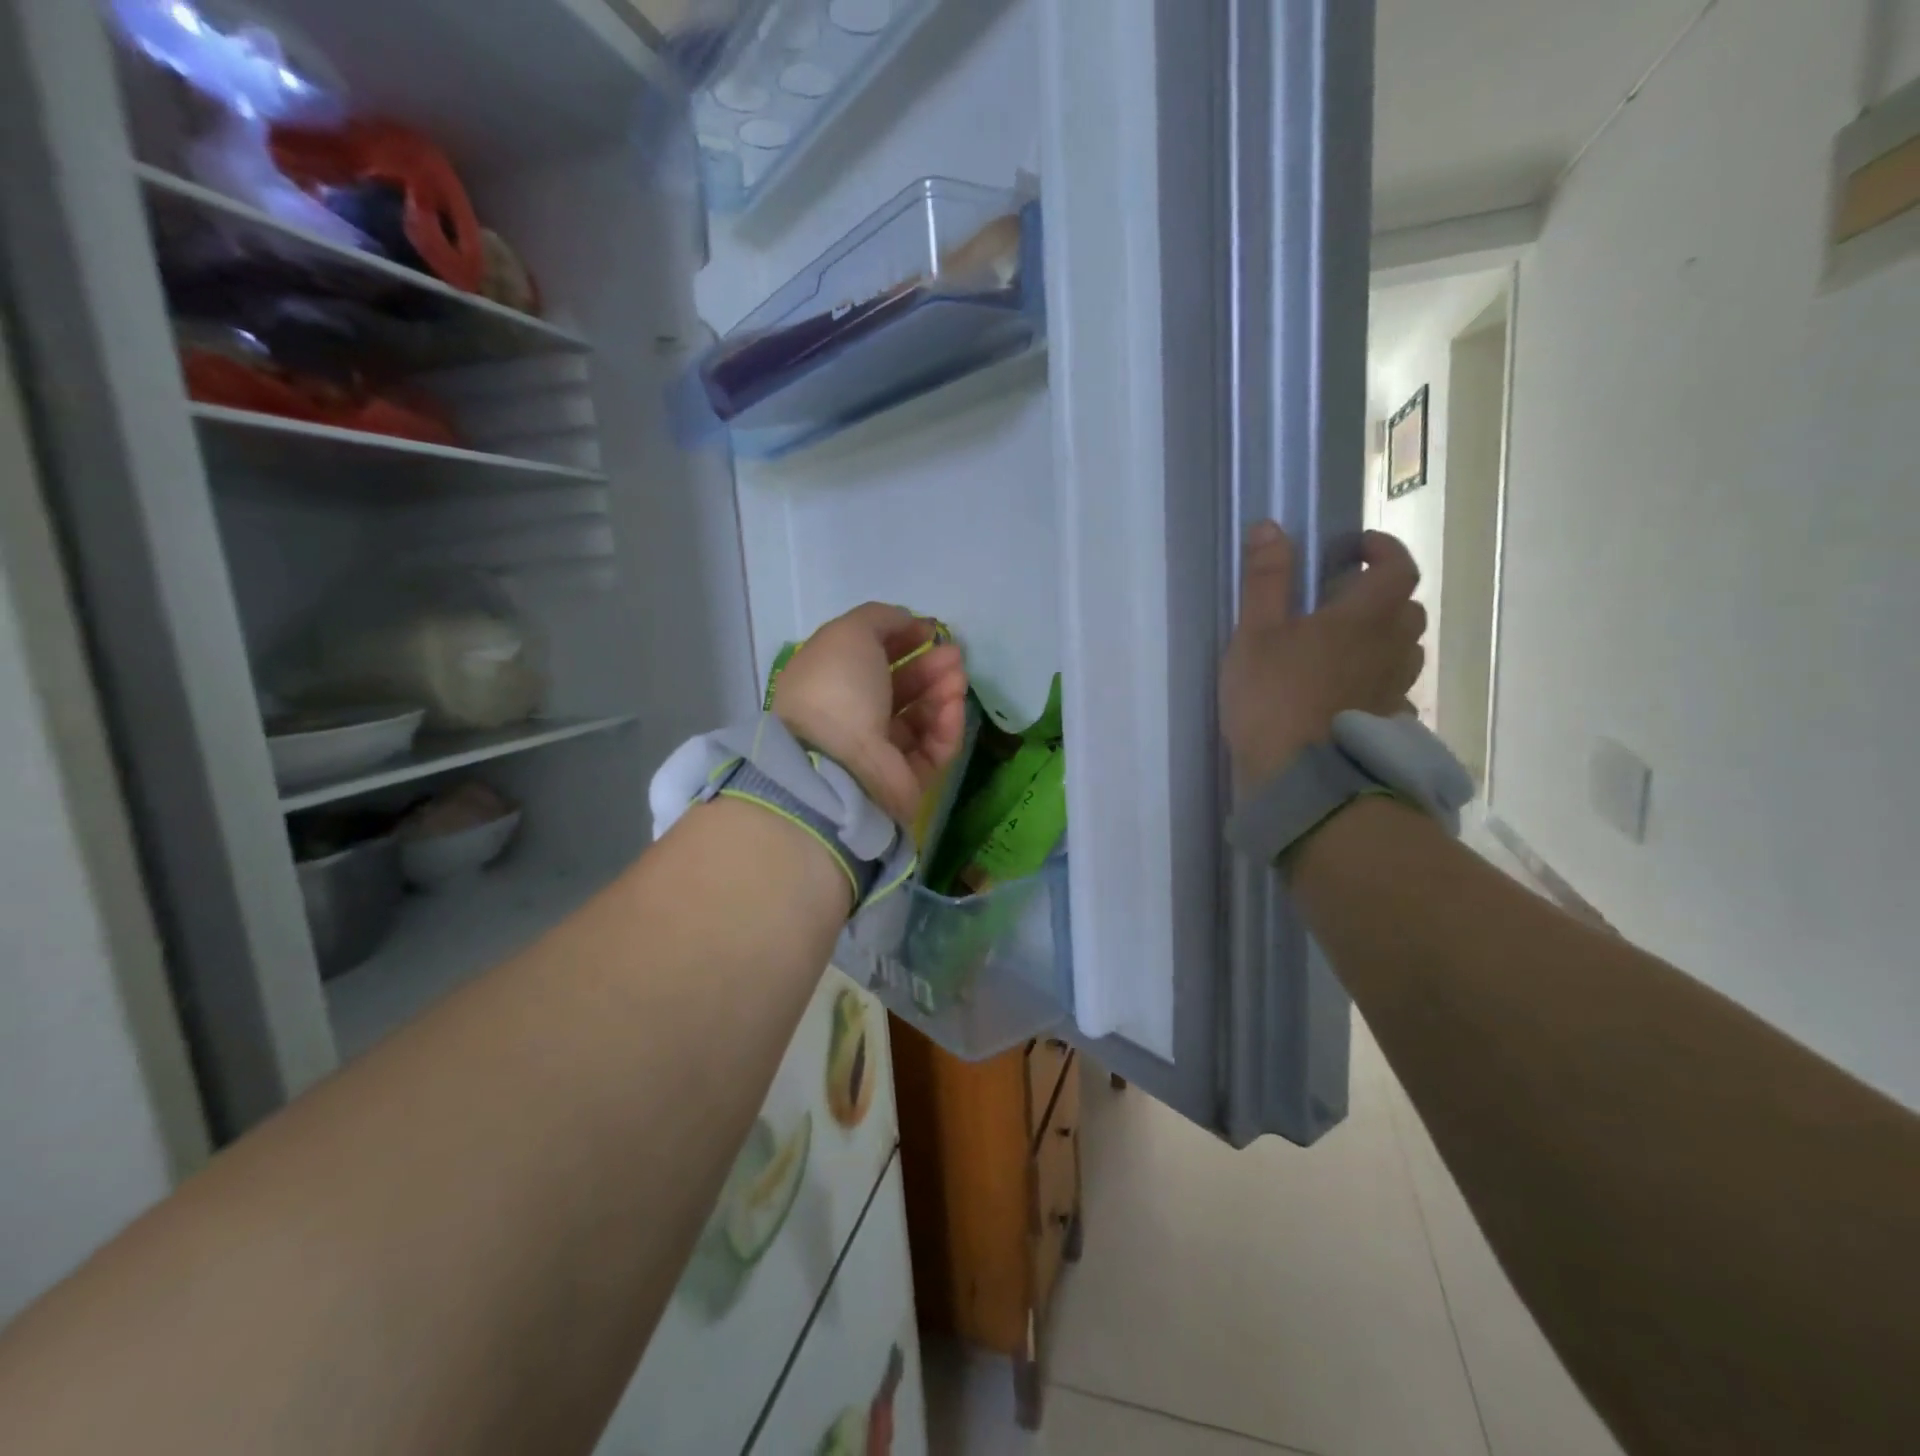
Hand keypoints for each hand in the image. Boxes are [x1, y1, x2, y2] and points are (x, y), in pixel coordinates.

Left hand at [773, 604, 968, 824]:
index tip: (930, 630)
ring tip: (958, 676)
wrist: (837, 764)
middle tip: (954, 654)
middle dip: (929, 666)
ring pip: (920, 718)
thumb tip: (905, 621)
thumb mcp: (850, 633)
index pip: (868, 659)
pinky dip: (946, 725)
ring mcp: (878, 753)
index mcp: (828, 684)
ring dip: (942, 692)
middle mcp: (851, 719)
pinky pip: (933, 748)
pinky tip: (954, 704)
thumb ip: (879, 618)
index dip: (900, 640)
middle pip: (898, 688)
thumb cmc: (837, 688)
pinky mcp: (905, 781)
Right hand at [1220, 522, 1426, 794]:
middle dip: (1382, 595)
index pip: (1398, 567)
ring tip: (1345, 645)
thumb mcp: (1255, 633)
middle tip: (1343, 600)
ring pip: (1406, 651)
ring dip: (1384, 637)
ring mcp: (1394, 689)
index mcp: (1365, 617)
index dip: (1383, 549)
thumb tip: (1271, 526)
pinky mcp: (1386, 723)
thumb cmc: (1273, 697)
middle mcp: (1392, 648)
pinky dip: (1378, 680)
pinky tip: (1348, 693)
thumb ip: (1265, 579)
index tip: (1354, 548)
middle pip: (1408, 609)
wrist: (1298, 778)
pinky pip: (1394, 690)